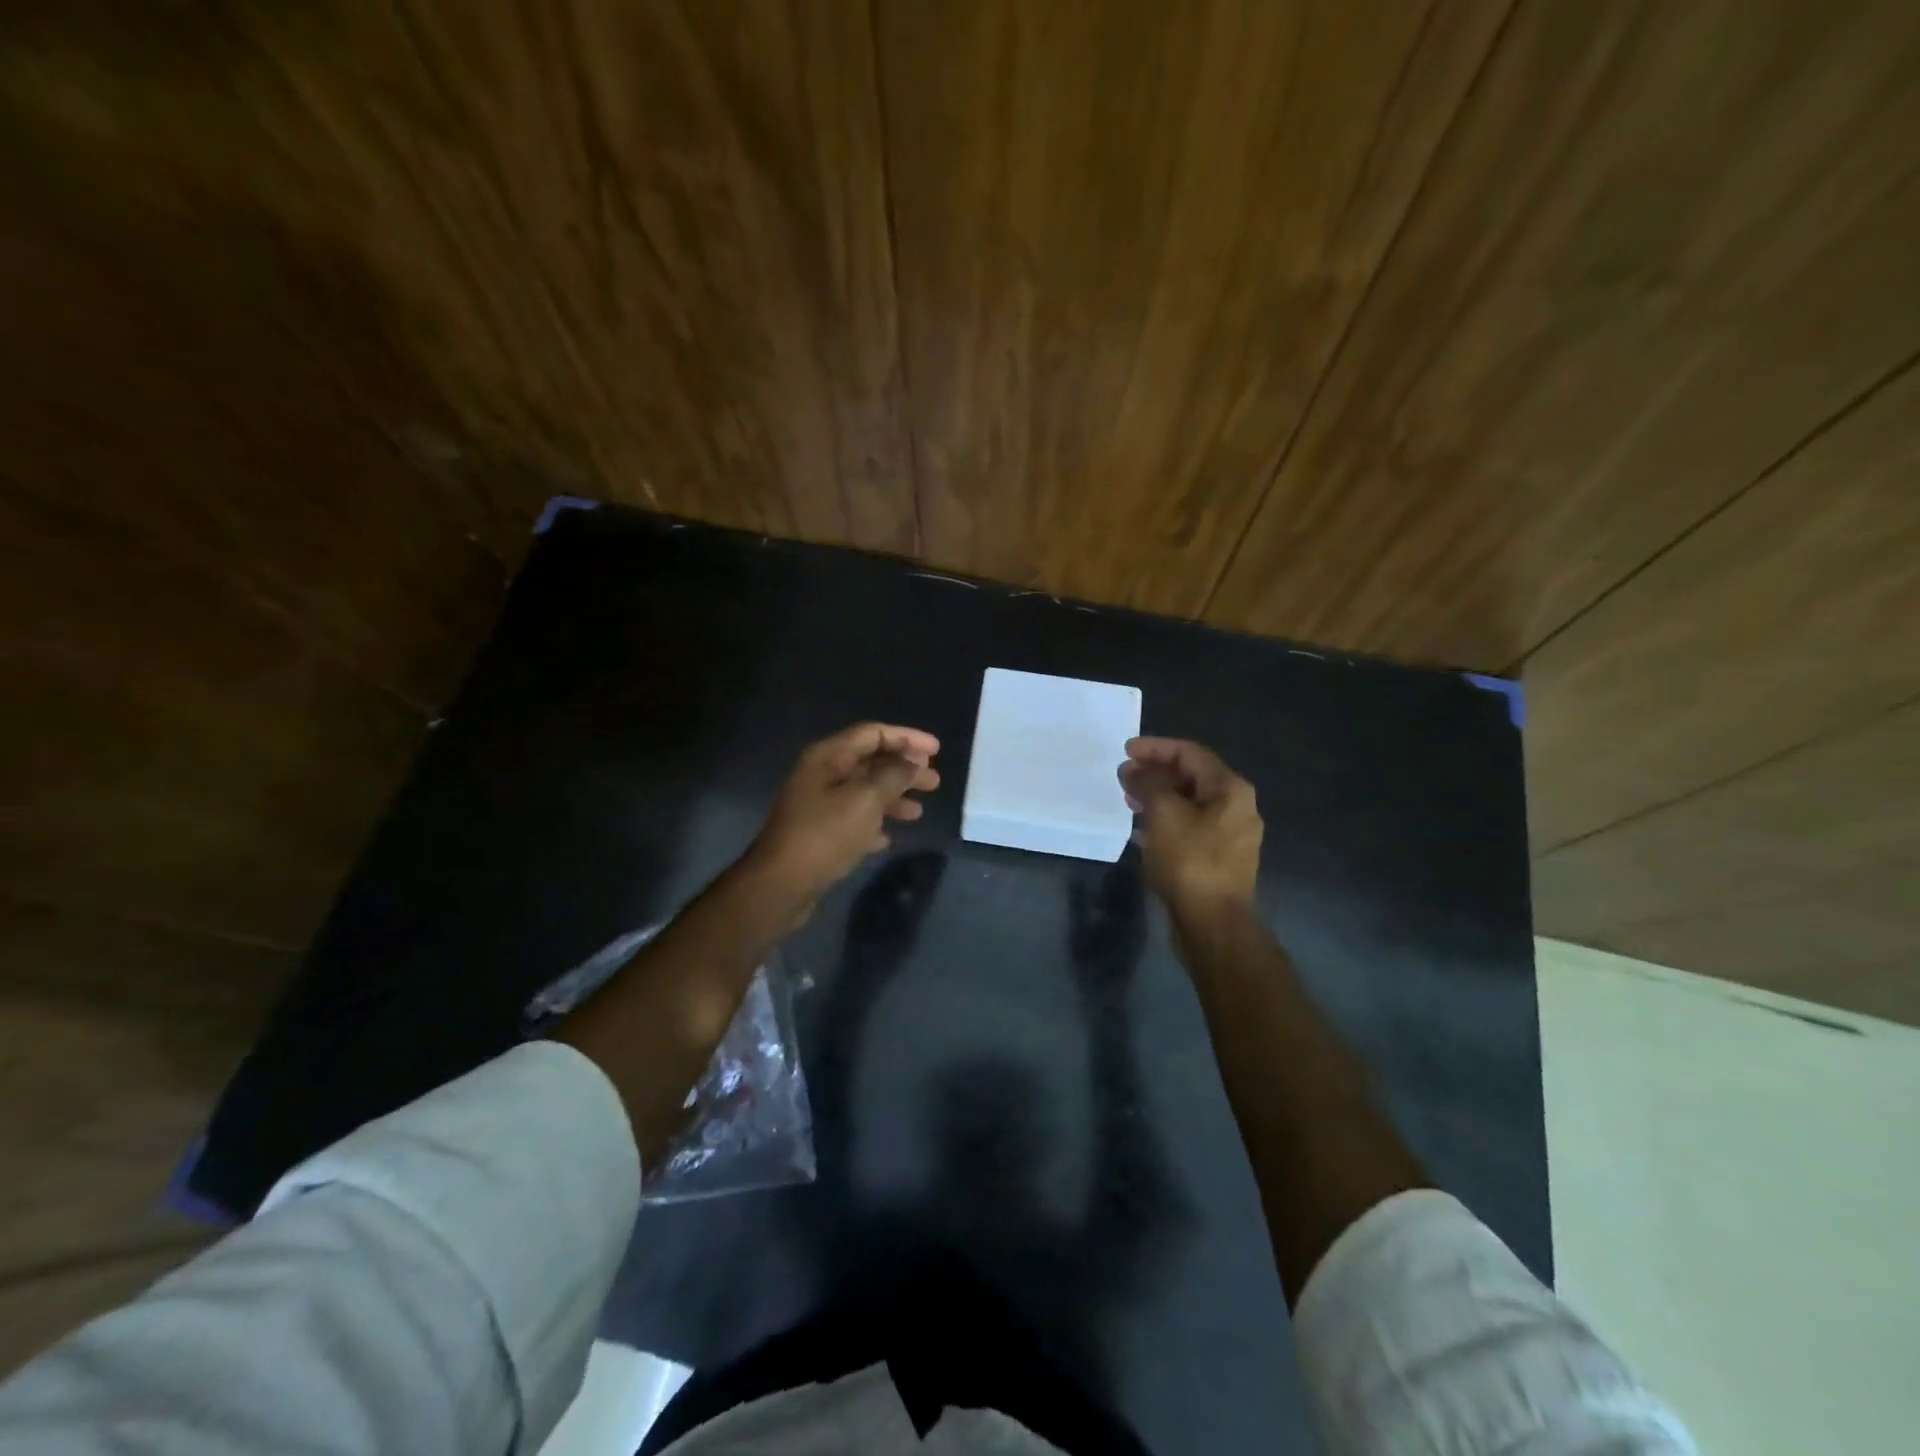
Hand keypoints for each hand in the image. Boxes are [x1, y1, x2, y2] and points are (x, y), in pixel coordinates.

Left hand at [746, 722, 940, 912]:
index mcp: (828, 757)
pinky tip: (888, 837)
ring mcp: (818, 805)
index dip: (906, 738)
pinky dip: (874, 823)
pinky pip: (853, 820)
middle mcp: (822, 775)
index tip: (937, 750)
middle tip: (934, 782)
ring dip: (893, 798)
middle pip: (870, 762)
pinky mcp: (819, 834)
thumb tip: (913, 760)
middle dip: (904, 770)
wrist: (781, 885)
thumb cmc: (825, 835)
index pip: (873, 734)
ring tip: (918, 813)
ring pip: (864, 792)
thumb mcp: (866, 800)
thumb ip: (893, 775)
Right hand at [1118, 737, 1261, 916]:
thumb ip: (1147, 784)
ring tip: (1129, 799)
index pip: (1190, 754)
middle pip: (1192, 777)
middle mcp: (1237, 807)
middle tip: (1124, 776)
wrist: (1213, 924)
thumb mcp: (1163, 815)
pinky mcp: (1219, 859)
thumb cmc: (1190, 862)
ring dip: (1158, 797)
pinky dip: (1165, 820)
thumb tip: (1132, 770)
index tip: (1125, 751)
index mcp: (1230, 790)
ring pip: (1190, 803)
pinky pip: (1189, 827)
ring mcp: (1230, 835)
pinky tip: (1142, 829)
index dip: (1156, 748)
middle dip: (1156, 773)